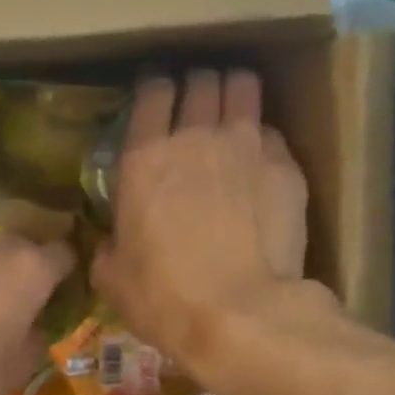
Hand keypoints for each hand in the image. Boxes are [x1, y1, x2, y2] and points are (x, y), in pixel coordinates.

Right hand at [91, 69, 337, 386]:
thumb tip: (112, 242)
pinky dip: (262, 138)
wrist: (239, 315)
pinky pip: (271, 132)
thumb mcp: (112, 278)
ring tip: (232, 111)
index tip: (156, 96)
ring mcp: (246, 145)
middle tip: (195, 105)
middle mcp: (196, 137)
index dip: (154, 88)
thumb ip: (109, 246)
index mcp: (144, 159)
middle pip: (201, 79)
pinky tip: (258, 160)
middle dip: (197, 85)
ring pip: (243, 87)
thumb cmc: (163, 298)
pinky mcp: (285, 166)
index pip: (152, 92)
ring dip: (234, 93)